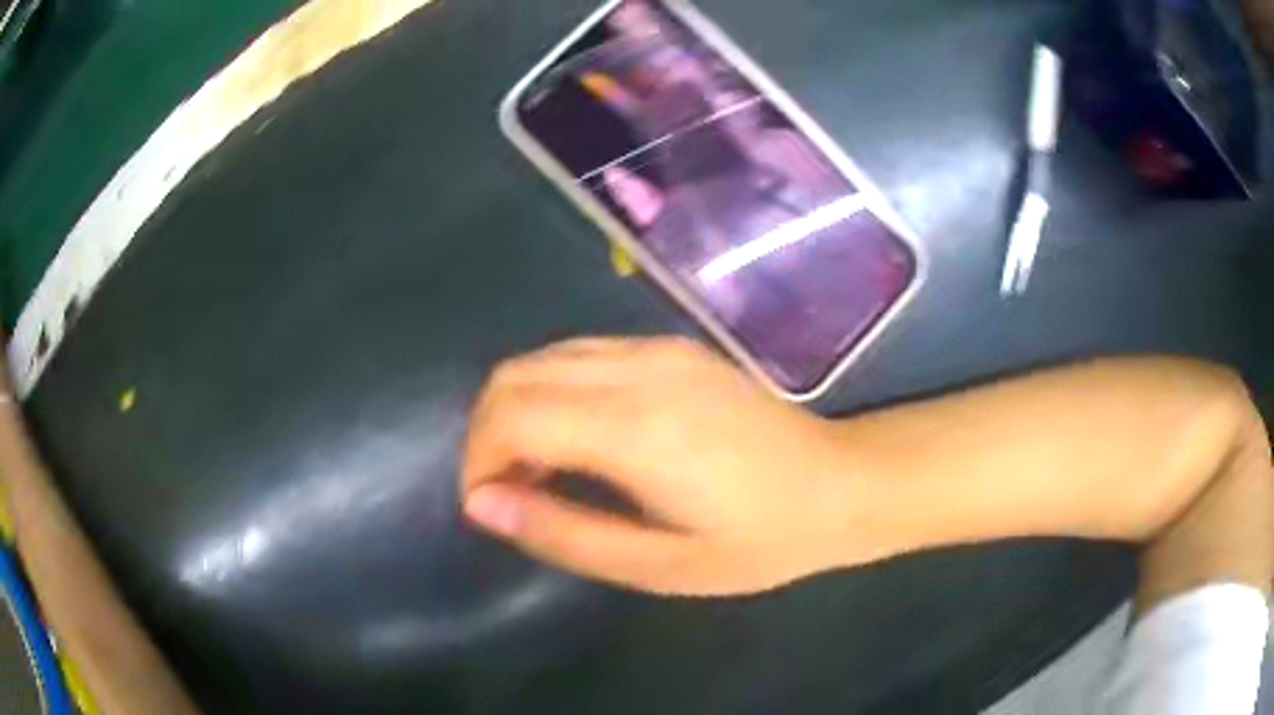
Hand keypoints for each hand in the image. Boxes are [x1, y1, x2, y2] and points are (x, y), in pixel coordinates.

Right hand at [461, 337, 871, 595]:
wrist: (840, 484)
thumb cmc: (758, 541)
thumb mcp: (658, 565)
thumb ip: (563, 532)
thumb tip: (482, 504)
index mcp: (636, 427)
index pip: (511, 415)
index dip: (478, 460)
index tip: (487, 507)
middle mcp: (639, 369)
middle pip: (514, 375)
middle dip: (487, 433)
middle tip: (507, 493)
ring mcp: (657, 348)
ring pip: (543, 358)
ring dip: (517, 409)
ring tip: (538, 472)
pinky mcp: (671, 346)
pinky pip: (581, 355)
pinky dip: (552, 391)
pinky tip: (578, 439)